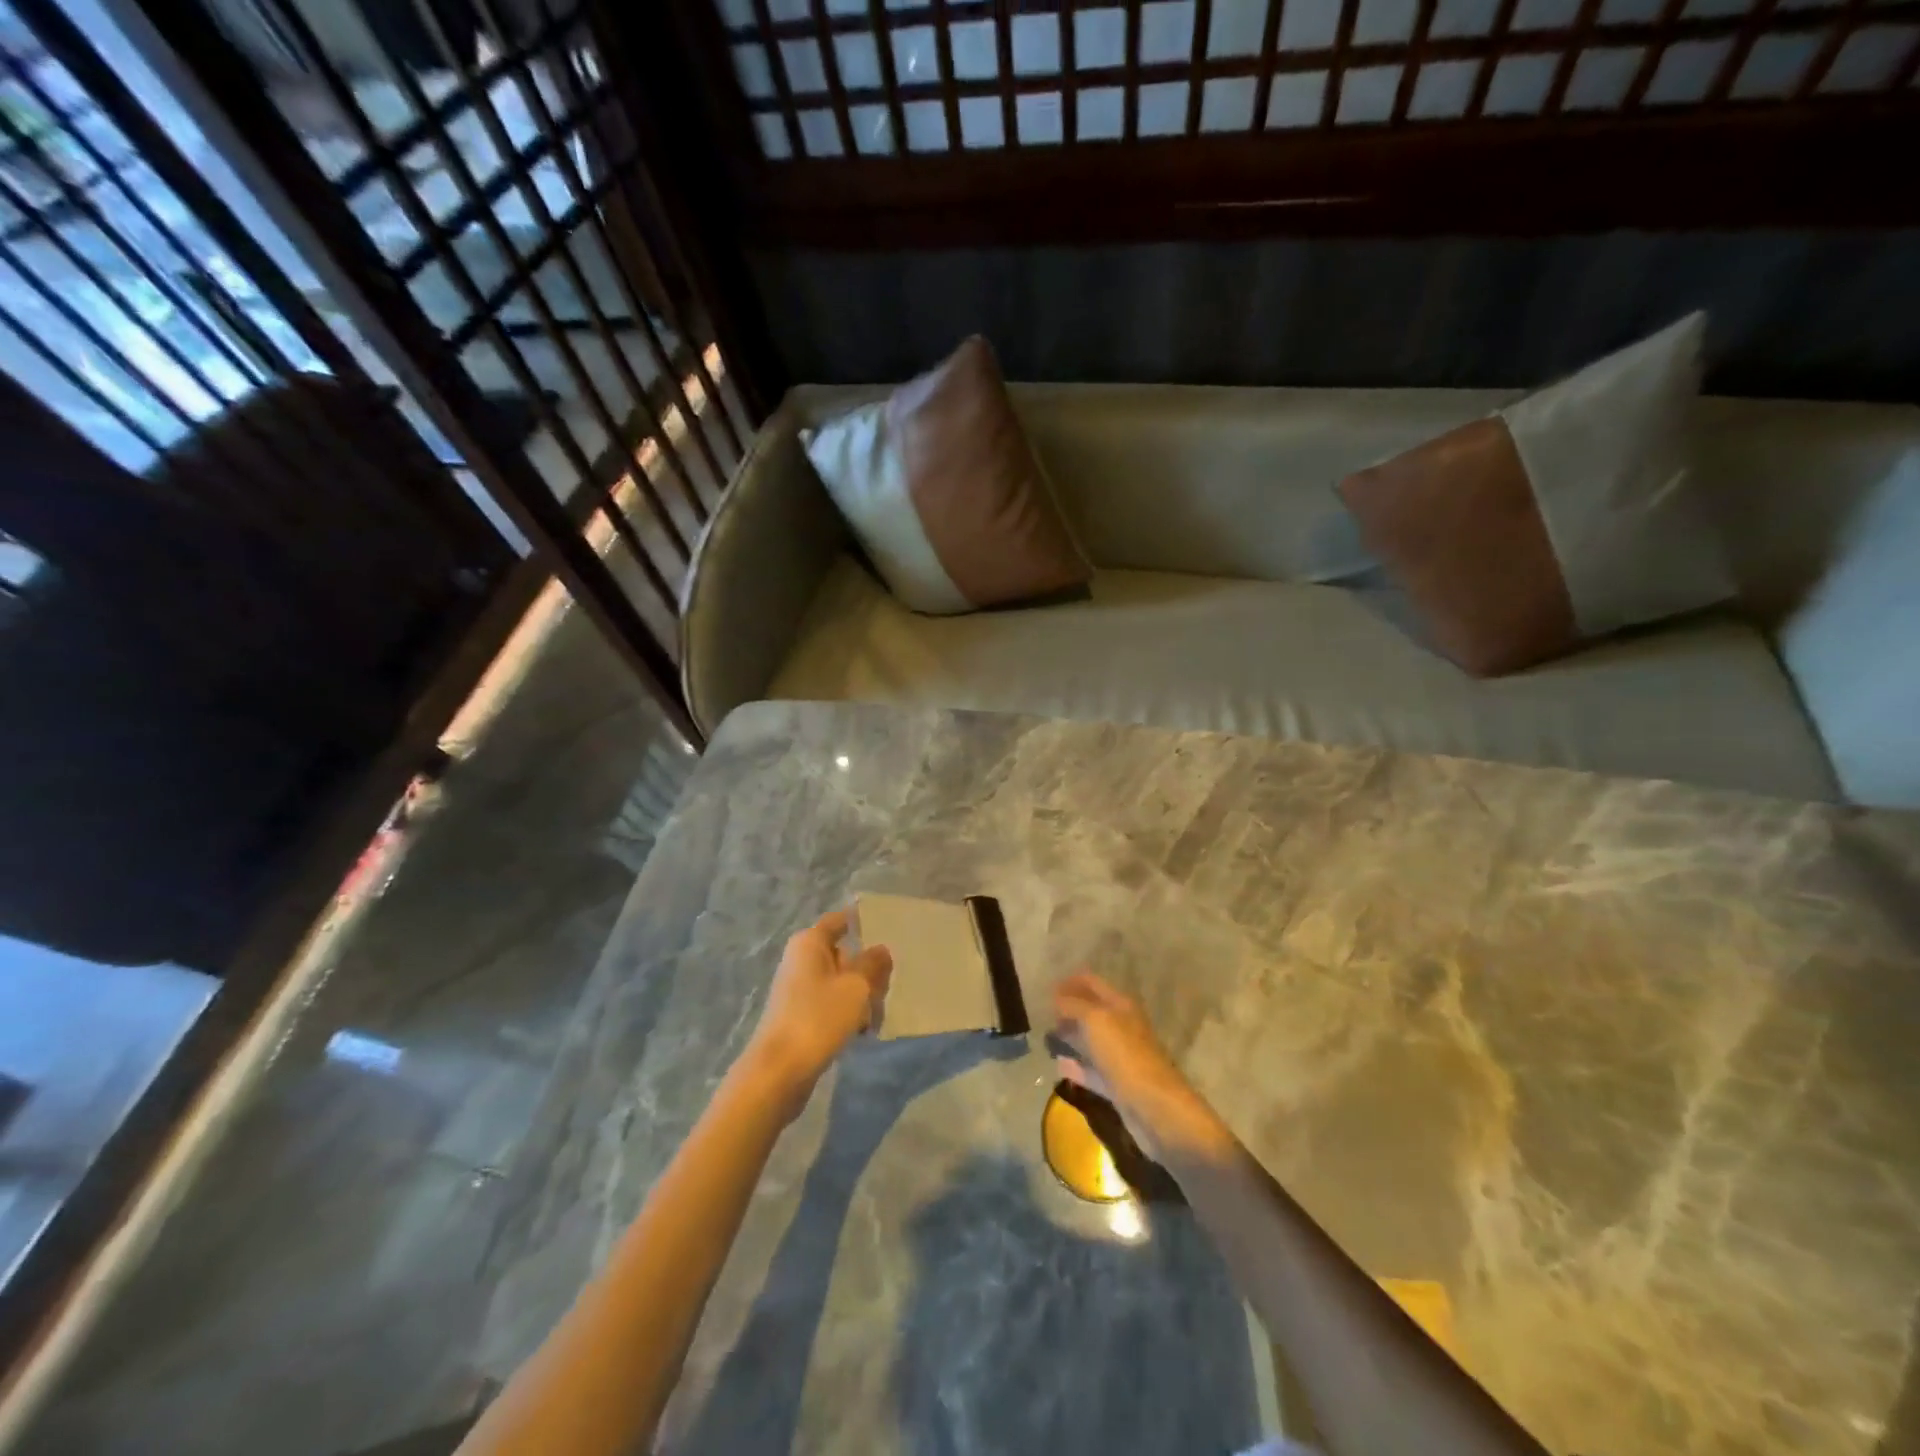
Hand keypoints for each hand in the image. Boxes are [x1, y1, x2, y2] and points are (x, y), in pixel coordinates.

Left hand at [744, 910, 892, 1109]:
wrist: (779, 1071)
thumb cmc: (818, 1017)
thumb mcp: (856, 986)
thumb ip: (873, 964)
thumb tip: (881, 950)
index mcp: (810, 942)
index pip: (840, 920)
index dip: (863, 922)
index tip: (890, 929)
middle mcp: (801, 959)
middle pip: (844, 953)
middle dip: (868, 968)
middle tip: (887, 986)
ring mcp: (799, 988)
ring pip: (840, 981)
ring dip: (861, 995)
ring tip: (877, 1015)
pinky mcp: (800, 1015)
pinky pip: (832, 1003)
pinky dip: (848, 1012)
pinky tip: (863, 1031)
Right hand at [1052, 971, 1230, 1162]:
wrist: (1155, 1107)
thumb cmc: (1125, 1055)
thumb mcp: (1095, 1021)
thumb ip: (1073, 1005)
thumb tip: (1056, 997)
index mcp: (1120, 1005)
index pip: (1091, 983)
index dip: (1069, 982)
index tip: (1045, 989)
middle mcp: (1121, 1026)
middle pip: (1090, 1012)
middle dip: (1067, 1010)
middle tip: (1040, 1014)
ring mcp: (1120, 1057)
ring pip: (1090, 1041)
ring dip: (1070, 1038)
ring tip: (1045, 1037)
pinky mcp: (1117, 1084)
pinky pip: (1091, 1070)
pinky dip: (1075, 1067)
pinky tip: (1058, 1066)